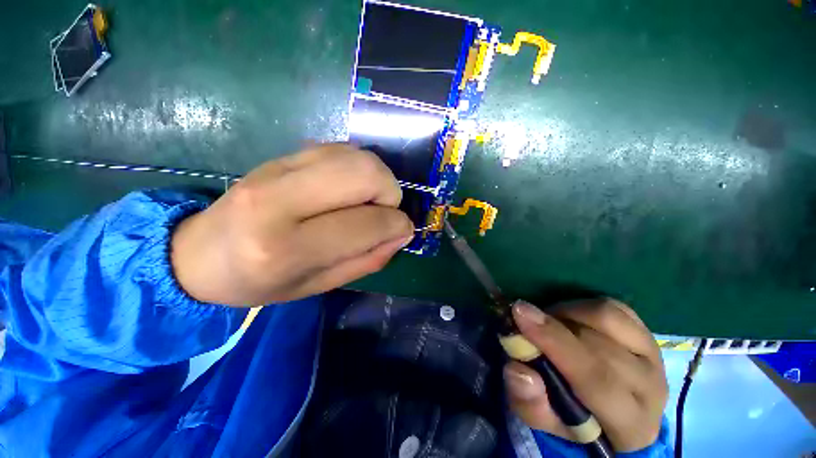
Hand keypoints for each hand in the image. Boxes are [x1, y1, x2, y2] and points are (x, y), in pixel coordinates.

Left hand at [171, 144, 414, 306]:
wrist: (198, 253)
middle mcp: (279, 199)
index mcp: (287, 248)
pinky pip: (341, 149)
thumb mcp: (319, 285)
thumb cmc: (260, 282)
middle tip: (383, 211)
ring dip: (376, 178)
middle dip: (389, 192)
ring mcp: (277, 167)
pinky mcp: (281, 154)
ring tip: (366, 201)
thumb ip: (368, 260)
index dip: (397, 224)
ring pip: (356, 155)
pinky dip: (357, 168)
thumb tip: (402, 233)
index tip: (402, 230)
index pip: (367, 223)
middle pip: (365, 173)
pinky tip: (347, 188)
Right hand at [503, 299, 666, 451]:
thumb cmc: (574, 419)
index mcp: (631, 424)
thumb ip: (530, 403)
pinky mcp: (645, 331)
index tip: (519, 314)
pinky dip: (581, 306)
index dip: (555, 342)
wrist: (610, 409)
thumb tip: (519, 370)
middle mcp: (651, 387)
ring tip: (549, 323)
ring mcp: (653, 354)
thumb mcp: (544, 420)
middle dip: (553, 326)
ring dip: (567, 313)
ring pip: (606, 317)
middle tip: (524, 319)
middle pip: (599, 345)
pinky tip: (568, 318)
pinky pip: (612, 306)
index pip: (597, 379)